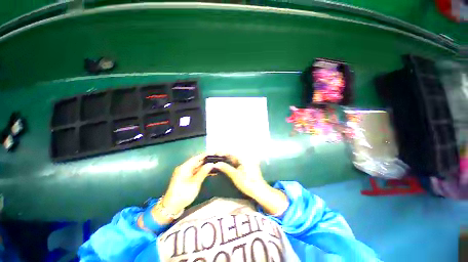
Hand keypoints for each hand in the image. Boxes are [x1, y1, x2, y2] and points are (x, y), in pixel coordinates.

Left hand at [162, 154, 213, 217]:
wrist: (172, 207)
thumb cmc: (183, 194)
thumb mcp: (195, 183)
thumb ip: (203, 172)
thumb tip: (211, 164)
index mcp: (184, 167)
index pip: (196, 158)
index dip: (205, 155)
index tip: (214, 152)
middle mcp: (185, 168)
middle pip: (197, 161)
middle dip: (206, 160)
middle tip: (216, 158)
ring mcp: (185, 173)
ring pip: (197, 167)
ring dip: (205, 166)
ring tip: (215, 164)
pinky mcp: (187, 178)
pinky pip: (196, 172)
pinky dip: (203, 171)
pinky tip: (210, 172)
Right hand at [213, 156, 267, 197]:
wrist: (259, 190)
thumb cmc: (248, 183)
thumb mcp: (235, 176)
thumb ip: (226, 168)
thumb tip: (216, 164)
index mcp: (243, 158)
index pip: (230, 153)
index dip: (221, 153)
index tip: (213, 154)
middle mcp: (245, 157)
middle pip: (231, 155)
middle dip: (222, 156)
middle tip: (214, 158)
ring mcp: (246, 161)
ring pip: (233, 158)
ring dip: (226, 159)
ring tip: (217, 161)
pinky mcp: (246, 166)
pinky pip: (236, 162)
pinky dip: (230, 163)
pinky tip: (224, 165)